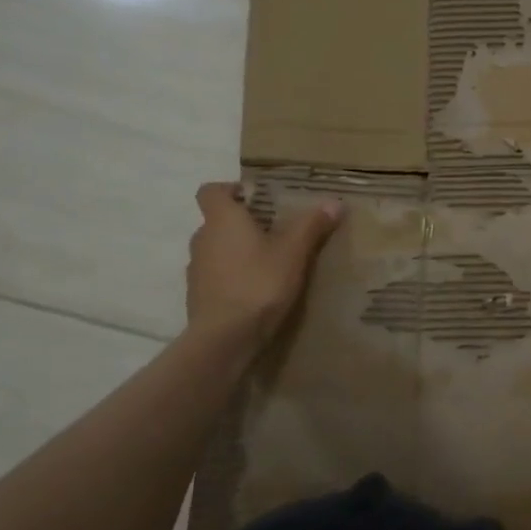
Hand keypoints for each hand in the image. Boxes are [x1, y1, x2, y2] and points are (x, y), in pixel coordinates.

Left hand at [186, 182, 343, 339]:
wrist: (224, 339)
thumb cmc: (258, 283)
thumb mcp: (294, 252)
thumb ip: (312, 225)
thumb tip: (334, 202)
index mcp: (222, 220)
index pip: (211, 191)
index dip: (231, 190)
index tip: (256, 197)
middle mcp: (202, 239)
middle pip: (218, 221)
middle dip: (244, 223)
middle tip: (277, 230)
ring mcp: (196, 270)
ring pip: (217, 250)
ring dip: (238, 251)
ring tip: (271, 262)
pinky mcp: (198, 297)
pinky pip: (217, 276)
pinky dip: (234, 276)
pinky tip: (258, 290)